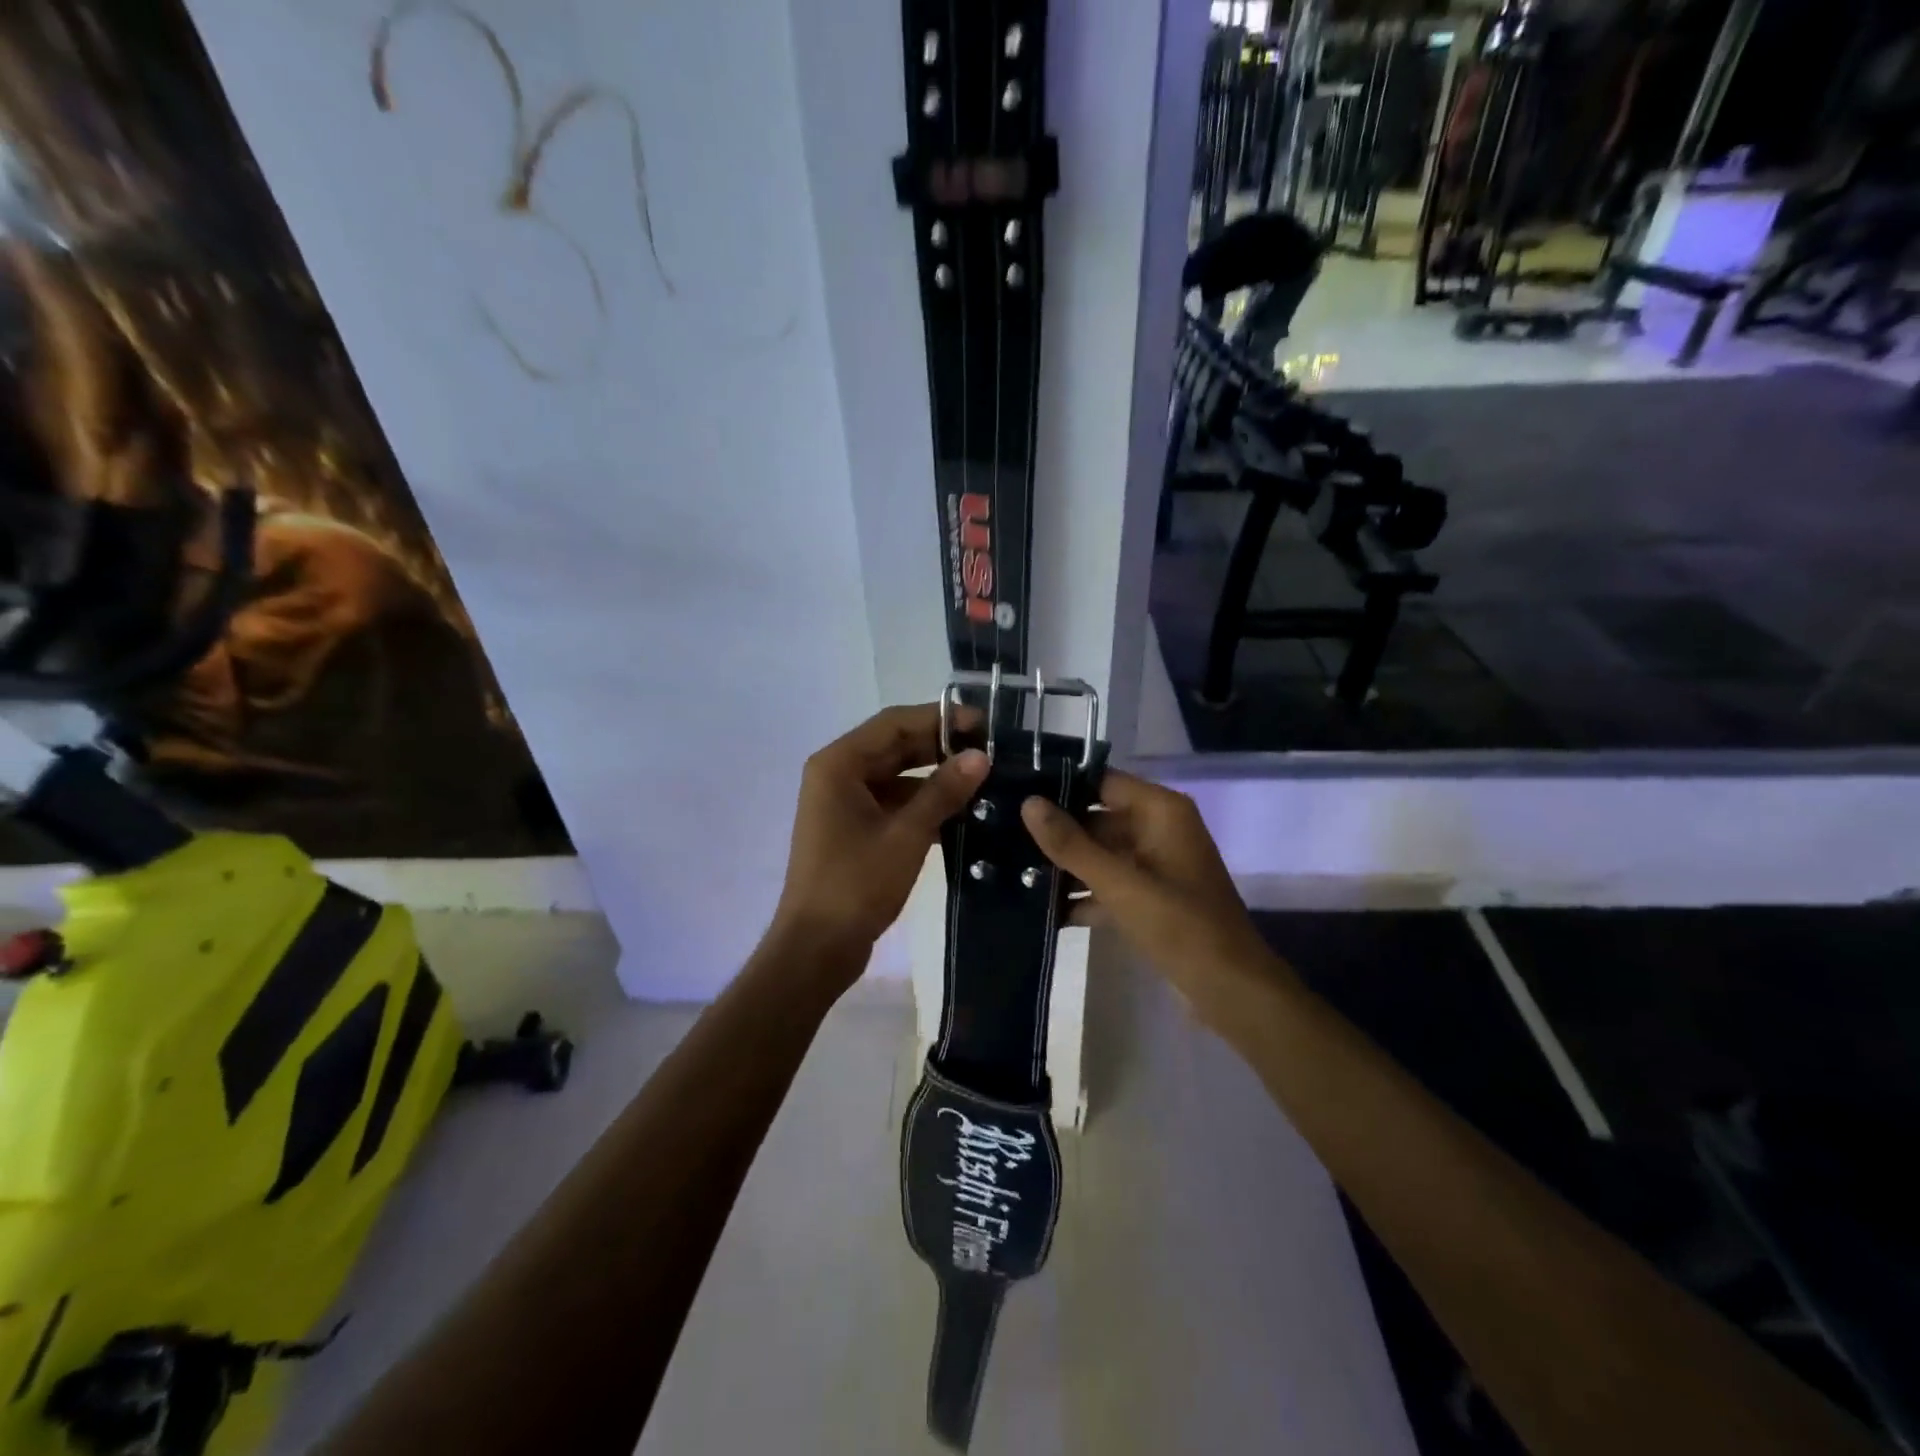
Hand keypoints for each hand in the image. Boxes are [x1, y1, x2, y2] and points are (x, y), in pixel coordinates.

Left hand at [772, 704, 988, 981]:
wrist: (817, 948)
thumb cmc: (856, 885)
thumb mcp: (906, 835)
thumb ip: (943, 791)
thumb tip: (980, 756)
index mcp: (839, 764)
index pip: (895, 723)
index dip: (941, 718)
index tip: (985, 725)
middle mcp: (838, 774)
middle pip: (895, 745)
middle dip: (942, 746)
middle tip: (992, 751)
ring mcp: (844, 802)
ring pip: (897, 774)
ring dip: (936, 776)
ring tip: (985, 779)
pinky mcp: (854, 828)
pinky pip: (894, 801)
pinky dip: (924, 803)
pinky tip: (962, 812)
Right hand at [1021, 771, 1280, 1024]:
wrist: (1230, 990)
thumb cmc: (1180, 926)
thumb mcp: (1120, 884)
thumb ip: (1072, 844)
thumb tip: (1028, 803)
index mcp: (1160, 811)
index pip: (1101, 781)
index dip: (1060, 784)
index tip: (1014, 790)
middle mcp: (1158, 829)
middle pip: (1096, 819)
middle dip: (1055, 832)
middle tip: (1001, 835)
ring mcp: (1154, 865)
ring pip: (1099, 854)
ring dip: (1064, 867)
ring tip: (1010, 870)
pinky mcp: (1149, 898)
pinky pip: (1108, 884)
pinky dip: (1081, 895)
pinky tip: (1039, 909)